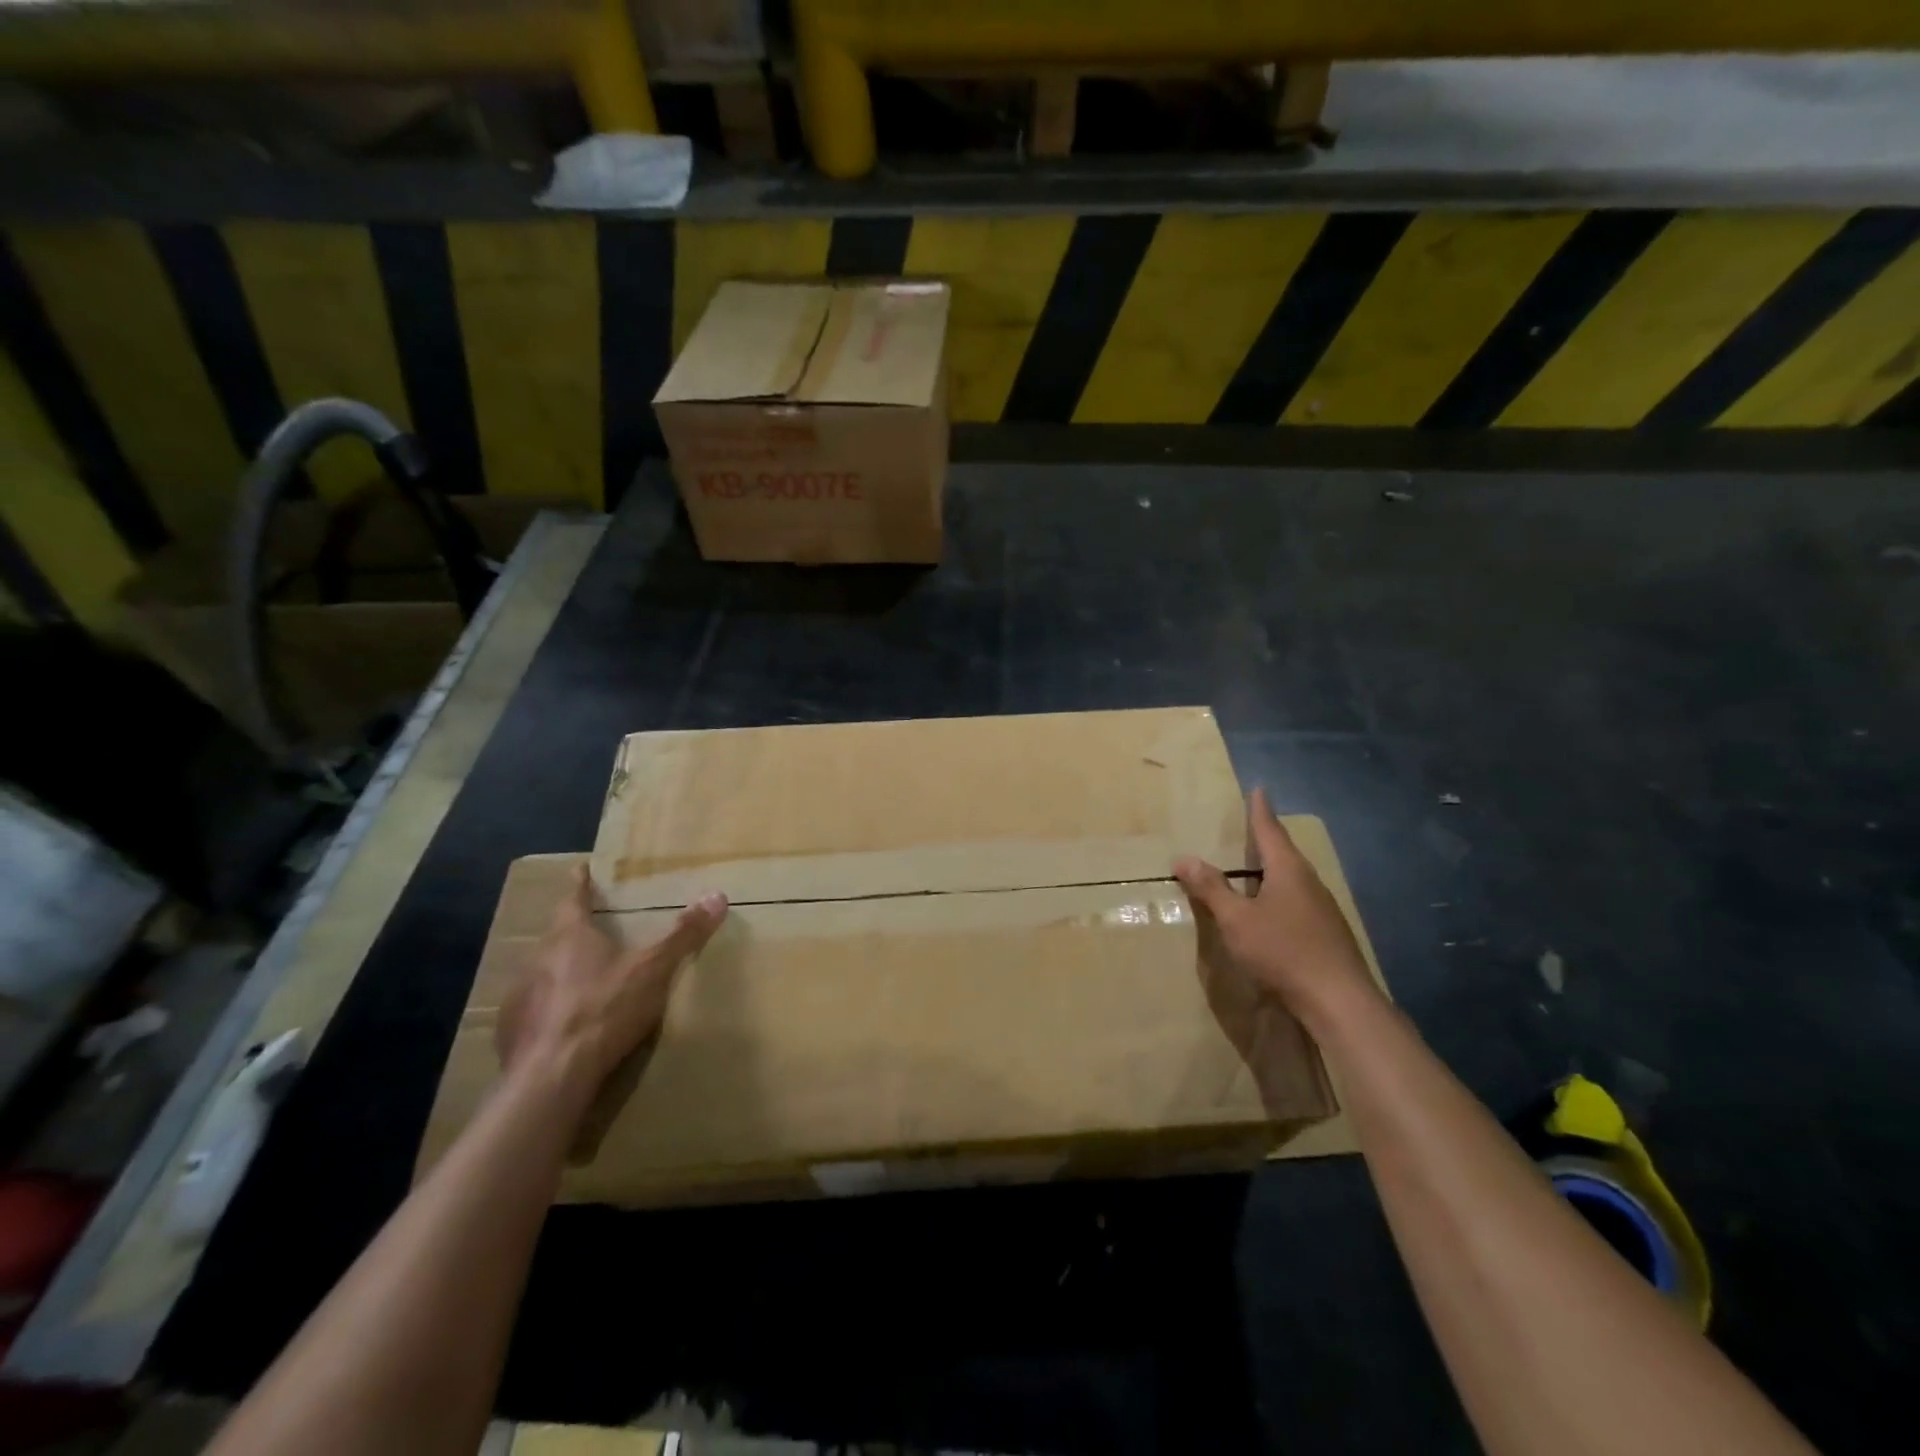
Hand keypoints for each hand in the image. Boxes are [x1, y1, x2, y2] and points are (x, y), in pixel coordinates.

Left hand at [497, 865, 726, 1096]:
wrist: (550, 1078)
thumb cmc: (604, 1010)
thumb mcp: (653, 970)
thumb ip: (683, 935)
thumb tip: (718, 896)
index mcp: (569, 936)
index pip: (572, 899)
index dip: (579, 884)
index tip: (580, 869)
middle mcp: (537, 958)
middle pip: (557, 936)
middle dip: (574, 932)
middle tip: (593, 930)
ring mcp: (519, 996)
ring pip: (543, 973)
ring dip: (560, 972)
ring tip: (583, 980)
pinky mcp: (510, 1032)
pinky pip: (533, 1009)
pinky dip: (549, 1009)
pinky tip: (565, 1025)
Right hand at [1174, 788, 1377, 1026]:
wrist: (1340, 1001)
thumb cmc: (1283, 952)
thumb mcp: (1237, 920)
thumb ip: (1211, 889)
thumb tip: (1183, 858)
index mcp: (1288, 871)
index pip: (1270, 831)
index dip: (1260, 811)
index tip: (1259, 789)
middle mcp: (1310, 883)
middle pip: (1285, 853)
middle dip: (1267, 839)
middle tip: (1251, 826)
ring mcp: (1323, 909)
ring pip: (1293, 879)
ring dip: (1273, 870)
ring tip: (1257, 868)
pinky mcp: (1328, 933)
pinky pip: (1298, 901)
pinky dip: (1280, 895)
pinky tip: (1273, 911)